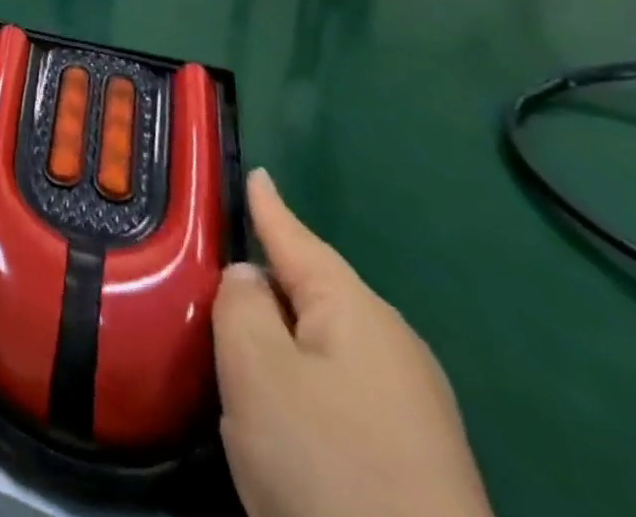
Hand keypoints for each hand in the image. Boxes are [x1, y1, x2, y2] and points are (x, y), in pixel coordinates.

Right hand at [213, 170, 492, 516]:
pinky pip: (341, 380)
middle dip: (271, 267)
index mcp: (356, 311)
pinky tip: (285, 387)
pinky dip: (304, 367)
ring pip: (327, 337)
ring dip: (284, 323)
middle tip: (221, 249)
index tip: (255, 172)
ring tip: (241, 315)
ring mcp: (412, 405)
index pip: (295, 237)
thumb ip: (239, 302)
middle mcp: (392, 345)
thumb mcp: (255, 367)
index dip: (268, 205)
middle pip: (314, 286)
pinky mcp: (414, 455)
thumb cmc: (326, 463)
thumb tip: (249, 279)